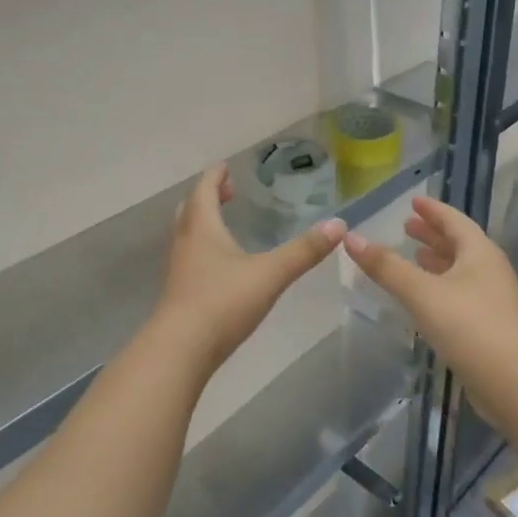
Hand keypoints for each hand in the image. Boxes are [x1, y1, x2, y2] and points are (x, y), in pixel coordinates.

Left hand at [151, 165, 345, 376]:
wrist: (180, 350)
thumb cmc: (222, 302)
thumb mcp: (270, 274)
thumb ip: (303, 251)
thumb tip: (339, 225)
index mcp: (202, 227)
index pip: (204, 190)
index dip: (215, 176)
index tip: (225, 166)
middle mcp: (185, 242)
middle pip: (190, 209)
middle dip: (207, 196)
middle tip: (226, 192)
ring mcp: (178, 269)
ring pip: (186, 234)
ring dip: (202, 221)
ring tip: (223, 223)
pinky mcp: (178, 293)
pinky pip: (188, 257)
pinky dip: (202, 247)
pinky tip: (219, 265)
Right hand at [344, 196, 517, 376]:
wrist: (514, 383)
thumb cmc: (468, 326)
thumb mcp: (421, 292)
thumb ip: (386, 266)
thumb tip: (350, 238)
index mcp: (479, 252)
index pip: (453, 220)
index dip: (432, 210)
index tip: (414, 202)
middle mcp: (489, 270)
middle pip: (458, 244)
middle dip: (432, 234)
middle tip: (406, 227)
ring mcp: (492, 299)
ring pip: (460, 270)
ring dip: (437, 260)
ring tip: (414, 256)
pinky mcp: (489, 326)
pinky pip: (460, 293)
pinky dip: (440, 286)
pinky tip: (424, 297)